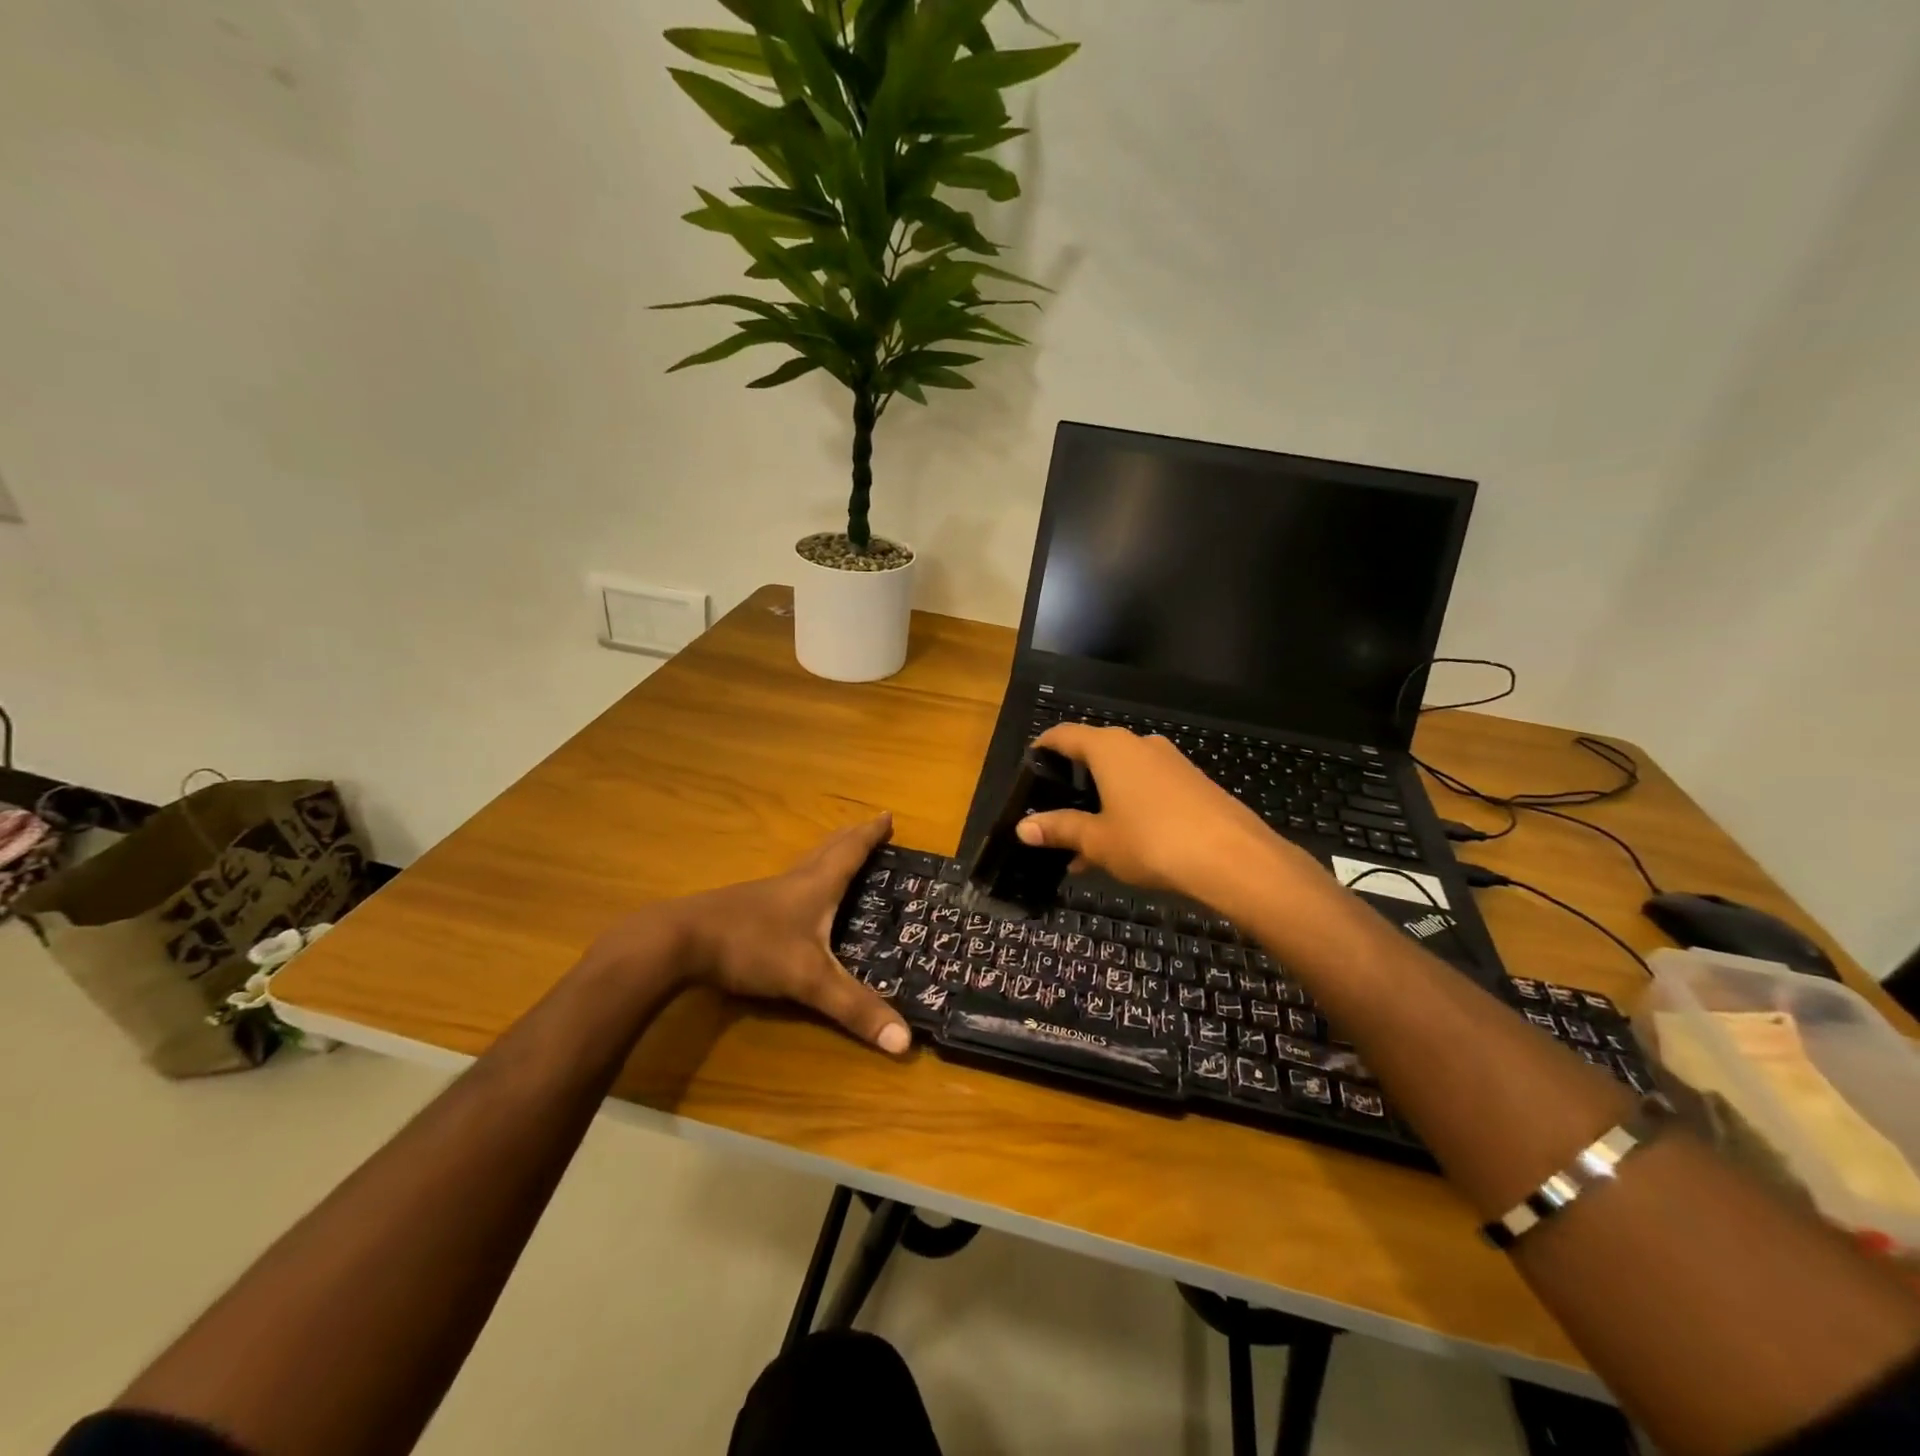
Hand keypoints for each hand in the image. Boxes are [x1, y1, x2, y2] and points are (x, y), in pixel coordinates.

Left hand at [668, 814, 909, 1054]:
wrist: (679, 941)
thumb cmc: (752, 947)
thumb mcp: (809, 980)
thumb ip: (854, 1008)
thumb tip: (905, 1041)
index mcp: (816, 886)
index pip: (851, 852)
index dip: (871, 835)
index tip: (888, 814)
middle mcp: (794, 881)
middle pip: (828, 850)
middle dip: (853, 837)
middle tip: (872, 825)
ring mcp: (766, 894)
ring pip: (806, 864)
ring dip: (828, 854)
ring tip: (841, 854)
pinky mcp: (745, 908)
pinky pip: (788, 885)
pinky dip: (805, 879)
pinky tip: (797, 898)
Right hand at [1016, 725, 1311, 907]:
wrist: (1234, 858)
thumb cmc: (1152, 841)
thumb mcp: (1098, 840)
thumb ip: (1060, 829)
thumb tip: (1022, 827)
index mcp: (1110, 748)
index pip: (1065, 735)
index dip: (1043, 748)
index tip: (1029, 766)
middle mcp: (1140, 744)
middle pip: (1095, 754)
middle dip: (1073, 783)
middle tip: (1053, 813)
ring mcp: (1170, 762)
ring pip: (1123, 776)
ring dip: (1101, 803)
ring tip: (1083, 845)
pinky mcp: (1193, 783)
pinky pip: (1148, 789)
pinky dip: (1128, 809)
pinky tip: (1122, 847)